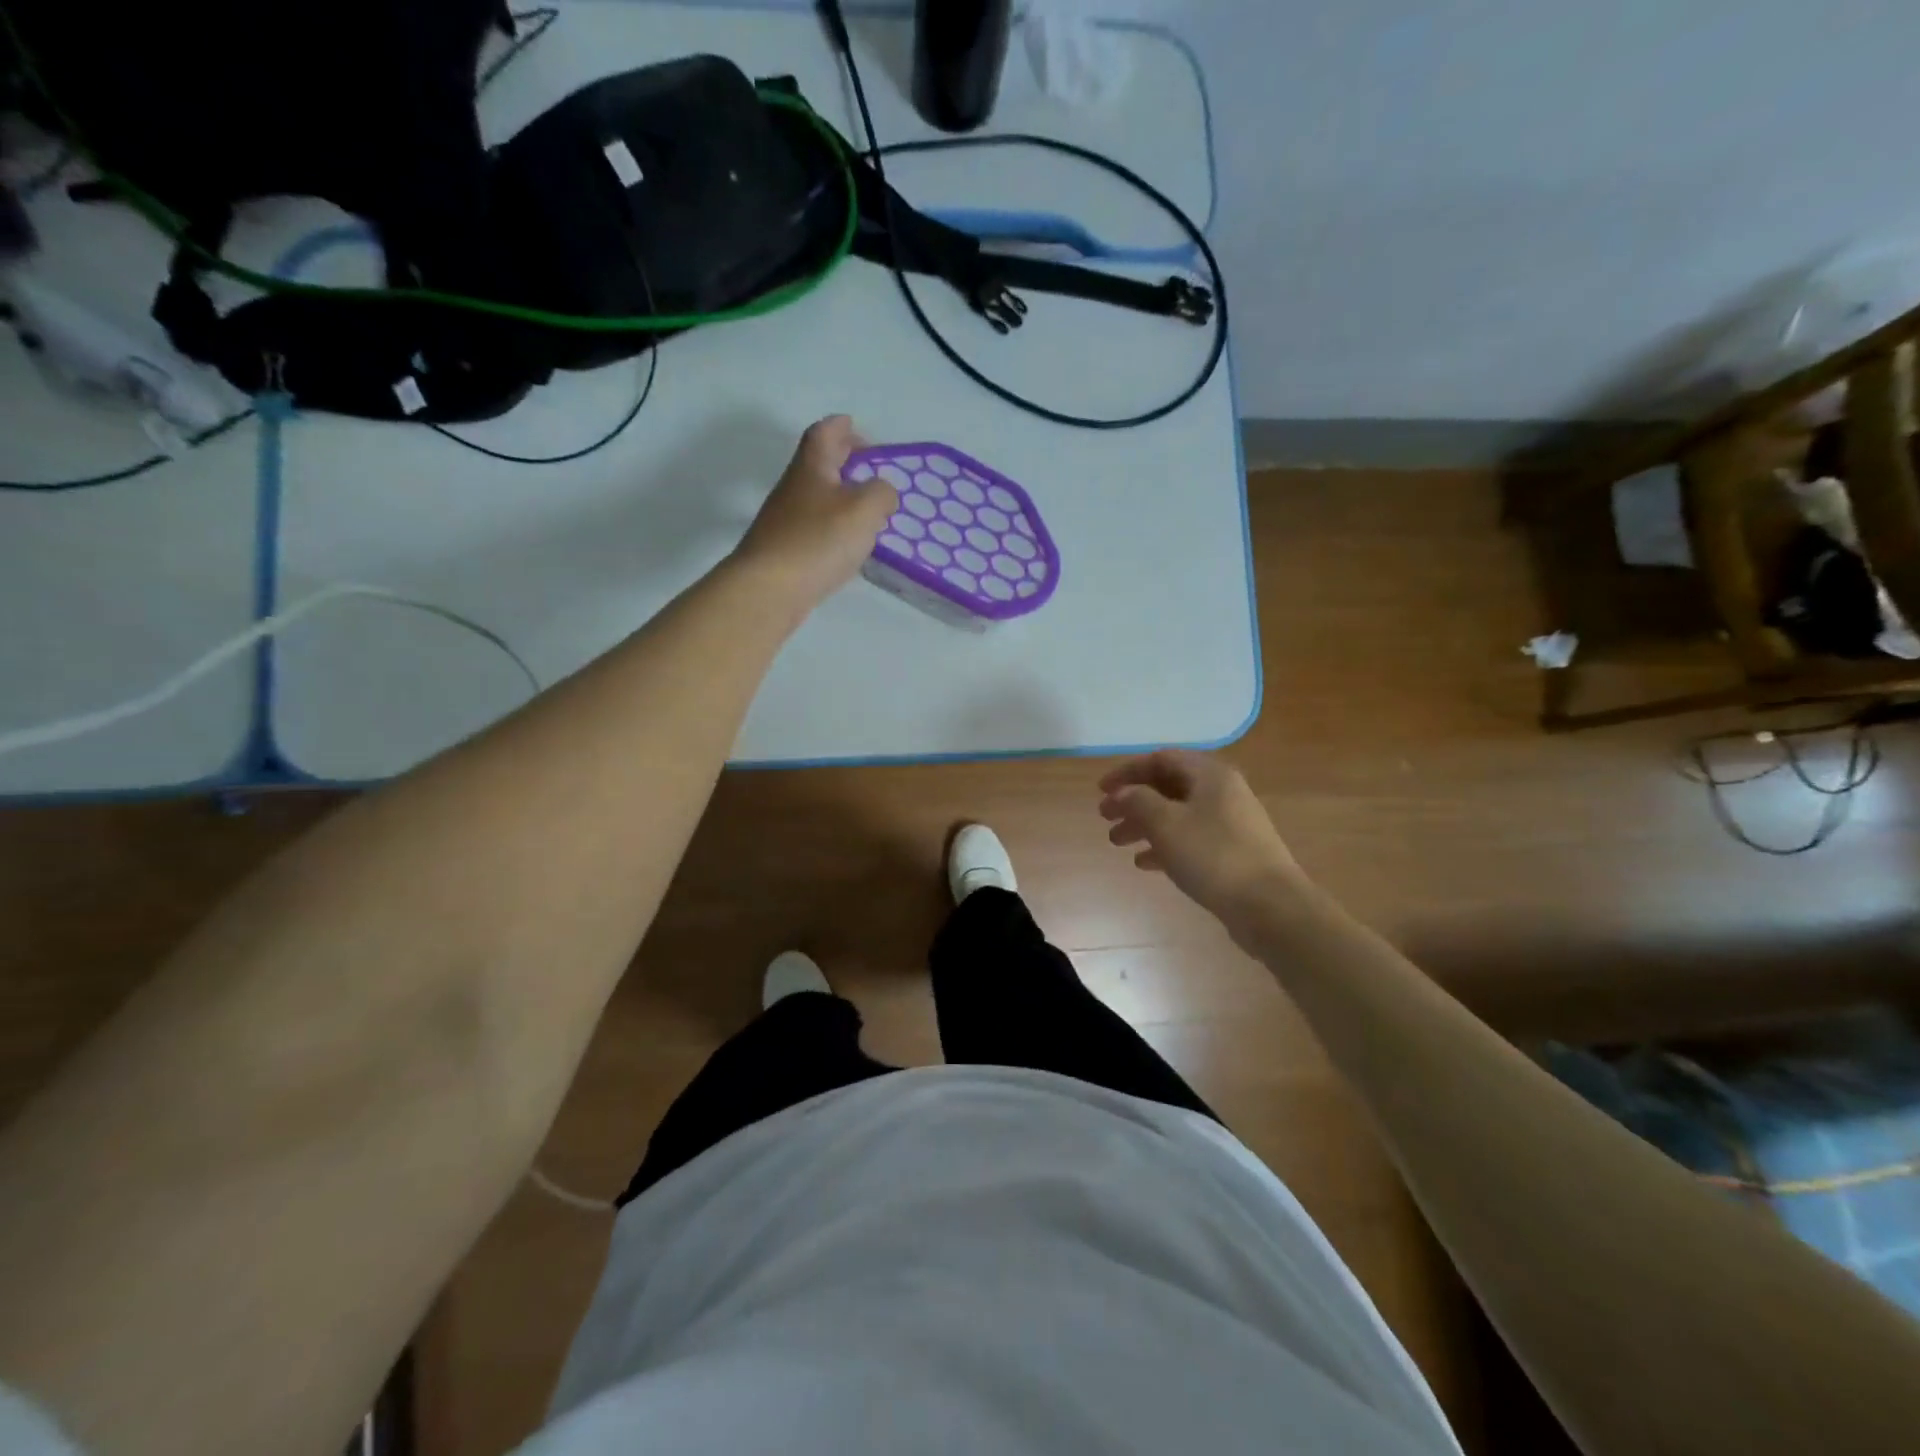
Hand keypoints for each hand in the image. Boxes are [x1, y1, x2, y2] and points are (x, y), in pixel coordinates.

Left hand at [731, 416, 898, 609]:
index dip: (840, 426)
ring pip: (818, 497)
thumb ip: (882, 493)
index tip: (854, 425)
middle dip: (844, 460)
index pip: (824, 433)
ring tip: (868, 510)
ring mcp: (786, 521)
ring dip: (841, 496)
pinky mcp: (786, 551)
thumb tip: (882, 493)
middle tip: (870, 468)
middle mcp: (794, 488)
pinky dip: (834, 526)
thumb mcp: (864, 509)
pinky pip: (815, 527)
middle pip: (819, 464)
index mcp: (812, 467)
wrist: (769, 589)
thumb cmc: (818, 540)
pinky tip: (849, 544)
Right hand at [1098, 750, 1304, 930]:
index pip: (1161, 759)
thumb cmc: (1213, 855)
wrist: (1270, 906)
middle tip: (1105, 818)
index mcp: (1210, 774)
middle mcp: (1222, 792)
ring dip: (1144, 824)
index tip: (1101, 791)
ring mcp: (1230, 823)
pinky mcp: (1232, 852)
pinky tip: (1144, 863)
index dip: (1128, 772)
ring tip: (1117, 842)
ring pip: (1177, 814)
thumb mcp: (1166, 823)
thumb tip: (1123, 792)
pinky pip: (1190, 839)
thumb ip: (1138, 801)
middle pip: (1168, 787)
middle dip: (1134, 801)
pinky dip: (1164, 845)